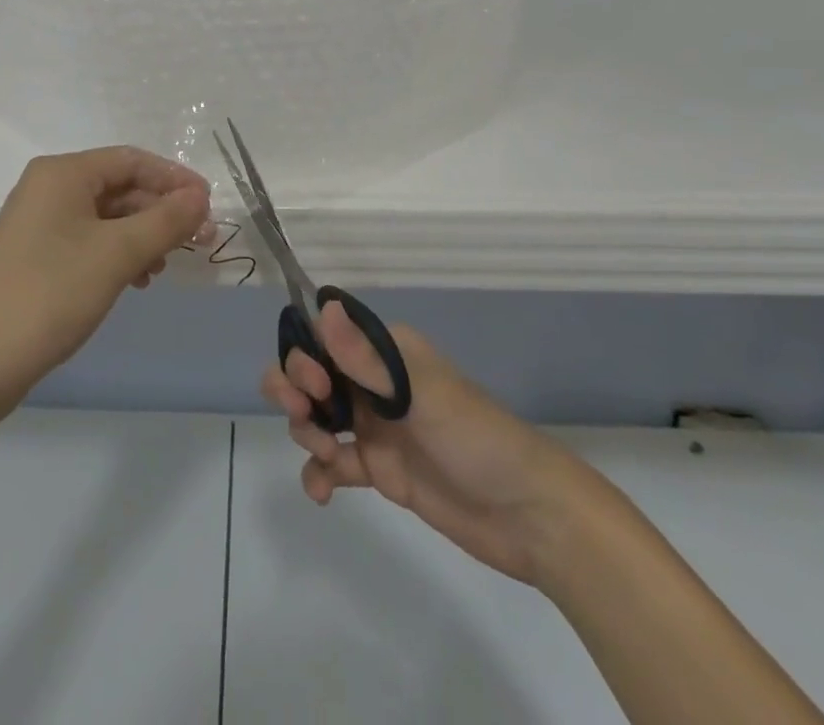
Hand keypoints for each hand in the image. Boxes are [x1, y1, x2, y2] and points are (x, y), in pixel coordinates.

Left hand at [0, 148, 212, 401]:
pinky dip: (118, 253)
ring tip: (164, 268)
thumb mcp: (117, 254)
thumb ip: (165, 221)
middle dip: (161, 212)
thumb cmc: (52, 294)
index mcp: (63, 172)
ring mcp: (39, 221)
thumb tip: (200, 197)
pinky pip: (89, 238)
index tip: (209, 205)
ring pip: (107, 215)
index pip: (131, 160)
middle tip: (199, 242)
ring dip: (142, 236)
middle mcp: (48, 186)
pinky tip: (136, 280)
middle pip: (120, 186)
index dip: (175, 179)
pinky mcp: (36, 252)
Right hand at [262, 302, 606, 586]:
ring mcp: (374, 425)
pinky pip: (332, 463)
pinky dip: (318, 473)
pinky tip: (321, 492)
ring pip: (315, 414)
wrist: (529, 516)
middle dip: (293, 388)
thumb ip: (367, 359)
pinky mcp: (378, 468)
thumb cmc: (476, 438)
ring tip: (328, 458)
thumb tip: (323, 306)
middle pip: (310, 372)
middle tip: (305, 415)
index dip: (305, 354)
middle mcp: (373, 381)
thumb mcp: (421, 394)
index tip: (314, 384)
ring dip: (306, 431)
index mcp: (385, 351)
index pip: (324, 336)